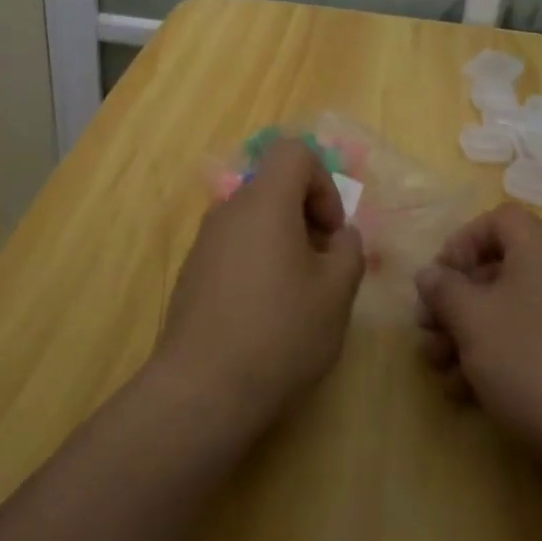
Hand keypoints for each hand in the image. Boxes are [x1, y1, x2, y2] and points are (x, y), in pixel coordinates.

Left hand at [154, 138, 366, 437]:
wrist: (202, 389)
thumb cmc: (280, 332)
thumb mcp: (336, 292)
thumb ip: (349, 250)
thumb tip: (340, 237)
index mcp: (265, 201)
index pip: (294, 152)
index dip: (323, 182)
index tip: (331, 231)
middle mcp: (229, 210)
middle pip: (274, 187)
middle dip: (307, 217)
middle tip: (323, 267)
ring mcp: (205, 241)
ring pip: (255, 219)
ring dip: (284, 242)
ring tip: (297, 295)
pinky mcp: (192, 272)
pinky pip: (234, 247)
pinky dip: (258, 262)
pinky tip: (265, 313)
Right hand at [415, 205, 541, 479]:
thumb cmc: (529, 359)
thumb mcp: (471, 317)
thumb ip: (443, 288)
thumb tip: (431, 274)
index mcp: (541, 251)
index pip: (499, 219)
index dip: (463, 240)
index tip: (440, 276)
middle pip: (496, 269)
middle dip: (453, 299)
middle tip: (425, 326)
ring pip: (505, 312)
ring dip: (464, 334)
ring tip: (437, 367)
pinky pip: (524, 344)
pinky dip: (491, 359)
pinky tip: (464, 392)